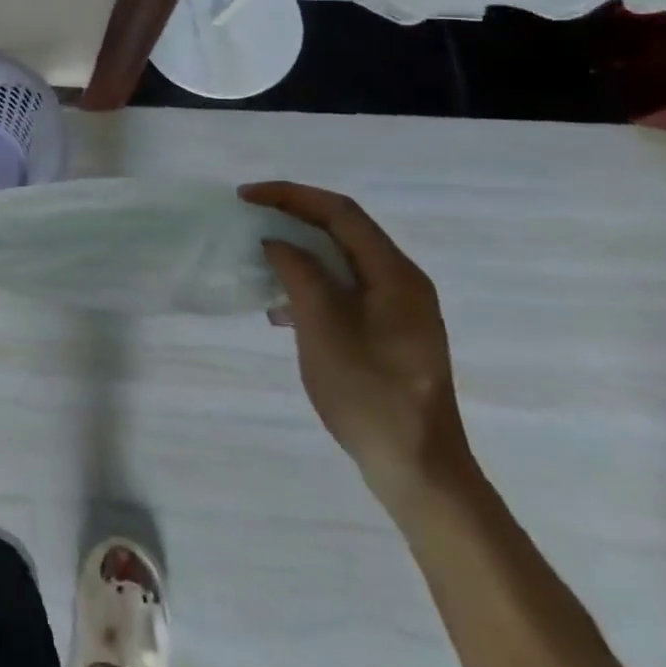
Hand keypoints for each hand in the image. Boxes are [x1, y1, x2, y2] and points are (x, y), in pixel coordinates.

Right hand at [244, 181, 474, 512]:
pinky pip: (344, 289)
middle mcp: (402, 282)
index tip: (246, 197)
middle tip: (249, 218)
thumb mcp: (323, 327)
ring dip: (299, 251)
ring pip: (341, 260)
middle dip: (293, 217)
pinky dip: (309, 284)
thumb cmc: (369, 394)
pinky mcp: (388, 333)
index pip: (340, 212)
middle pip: (343, 230)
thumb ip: (298, 273)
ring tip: (257, 258)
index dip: (290, 195)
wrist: (419, 471)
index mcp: (395, 274)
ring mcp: (398, 310)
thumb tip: (276, 241)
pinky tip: (280, 308)